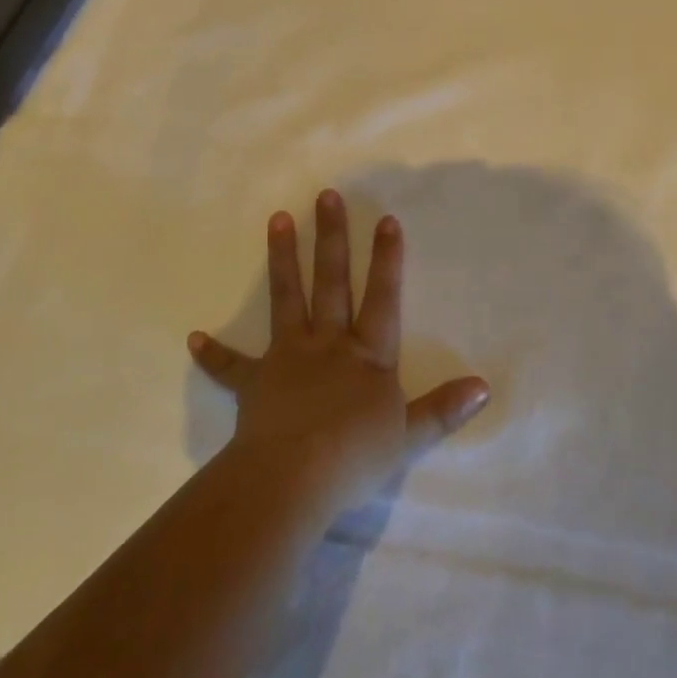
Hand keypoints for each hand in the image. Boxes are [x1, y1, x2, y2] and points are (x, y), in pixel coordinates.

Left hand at [188, 190, 490, 515]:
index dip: (387, 259)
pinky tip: (193, 337)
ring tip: (276, 220)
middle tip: (325, 196)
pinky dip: (213, 353)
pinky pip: (231, 366)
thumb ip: (444, 408)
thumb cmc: (354, 456)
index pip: (382, 297)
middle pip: (331, 281)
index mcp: (367, 355)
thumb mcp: (409, 435)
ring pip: (286, 299)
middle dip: (331, 237)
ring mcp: (288, 358)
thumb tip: (483, 386)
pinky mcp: (255, 382)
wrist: (292, 481)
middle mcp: (328, 344)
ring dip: (282, 259)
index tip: (386, 220)